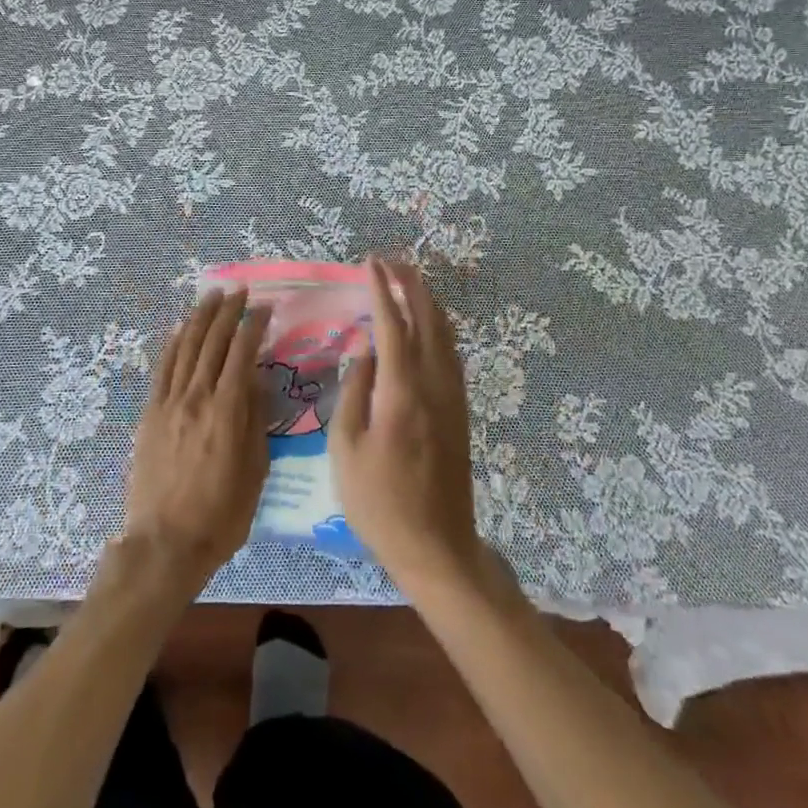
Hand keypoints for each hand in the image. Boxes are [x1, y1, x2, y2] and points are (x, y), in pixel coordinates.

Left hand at [120, 289, 270, 600]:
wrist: (165, 543)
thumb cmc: (220, 515)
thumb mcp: (254, 472)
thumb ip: (255, 421)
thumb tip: (257, 382)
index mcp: (226, 411)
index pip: (241, 354)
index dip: (252, 326)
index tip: (263, 307)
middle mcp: (195, 397)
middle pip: (212, 342)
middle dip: (227, 312)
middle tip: (238, 291)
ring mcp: (168, 403)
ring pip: (185, 347)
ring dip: (200, 318)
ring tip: (211, 296)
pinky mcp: (150, 413)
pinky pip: (163, 368)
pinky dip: (173, 343)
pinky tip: (181, 328)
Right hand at [331, 258, 488, 598]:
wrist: (436, 546)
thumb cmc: (379, 502)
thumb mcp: (346, 448)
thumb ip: (354, 392)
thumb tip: (365, 353)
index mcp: (402, 391)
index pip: (392, 325)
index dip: (381, 290)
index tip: (370, 263)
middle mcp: (434, 384)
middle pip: (428, 320)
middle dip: (411, 285)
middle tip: (391, 262)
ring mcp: (453, 397)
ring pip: (446, 335)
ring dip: (428, 303)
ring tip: (409, 282)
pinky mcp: (461, 412)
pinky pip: (451, 354)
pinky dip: (439, 328)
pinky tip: (428, 327)